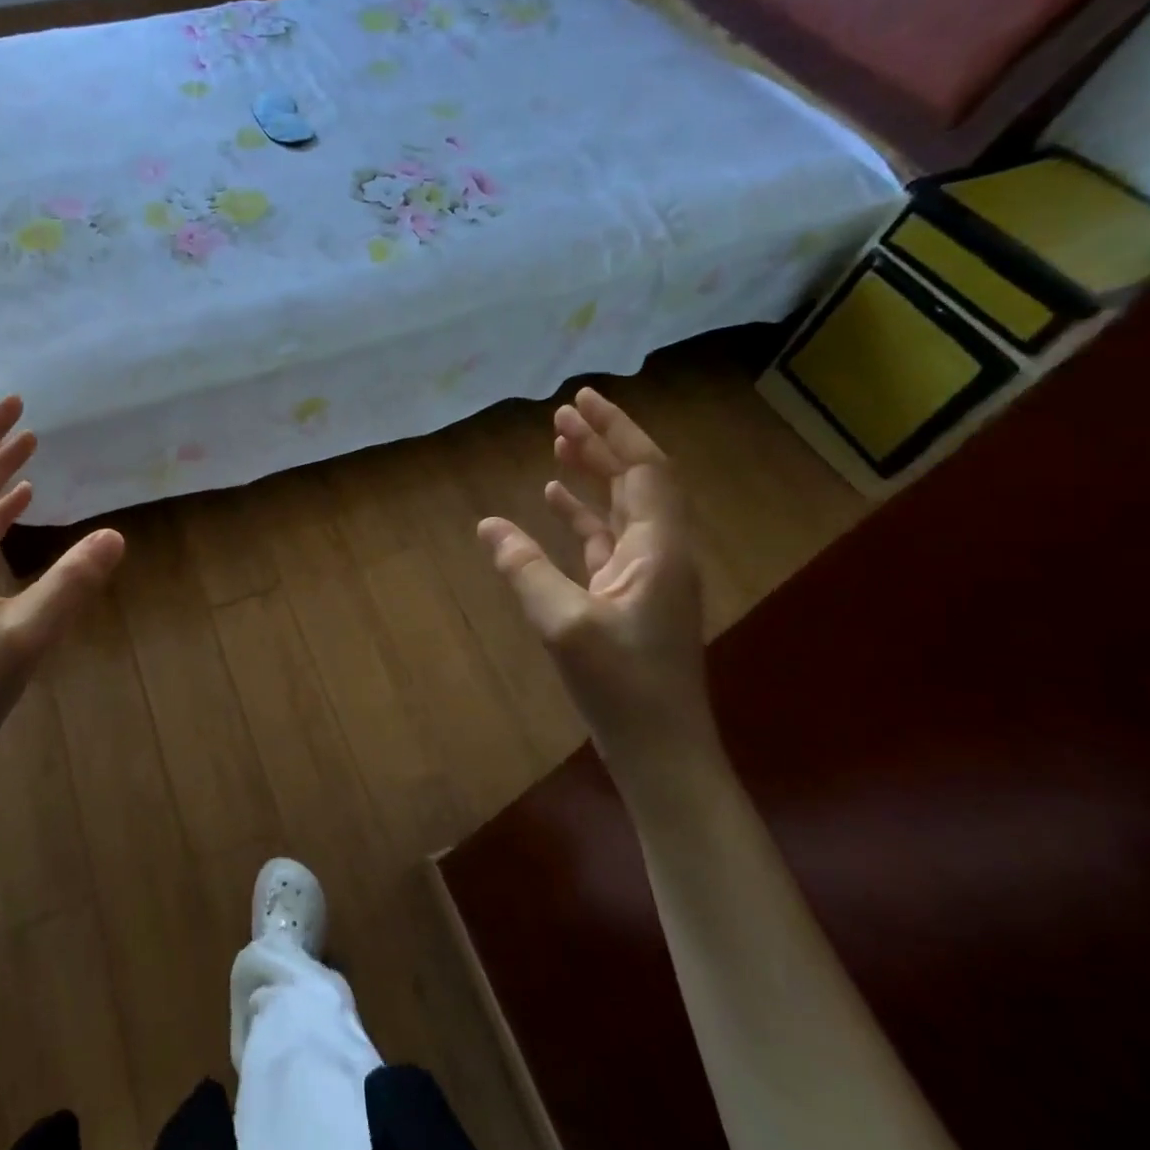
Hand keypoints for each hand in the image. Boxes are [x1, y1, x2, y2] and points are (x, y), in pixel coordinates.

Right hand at [477, 387, 717, 783]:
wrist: (660, 751)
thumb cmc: (621, 687)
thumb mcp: (564, 625)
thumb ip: (525, 569)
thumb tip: (488, 524)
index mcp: (658, 549)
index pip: (645, 470)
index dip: (616, 430)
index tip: (582, 399)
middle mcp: (659, 552)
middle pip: (636, 481)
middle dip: (602, 442)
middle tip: (562, 412)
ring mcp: (645, 576)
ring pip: (620, 507)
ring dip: (593, 473)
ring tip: (557, 442)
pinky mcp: (627, 596)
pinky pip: (604, 539)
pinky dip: (581, 514)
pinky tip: (553, 500)